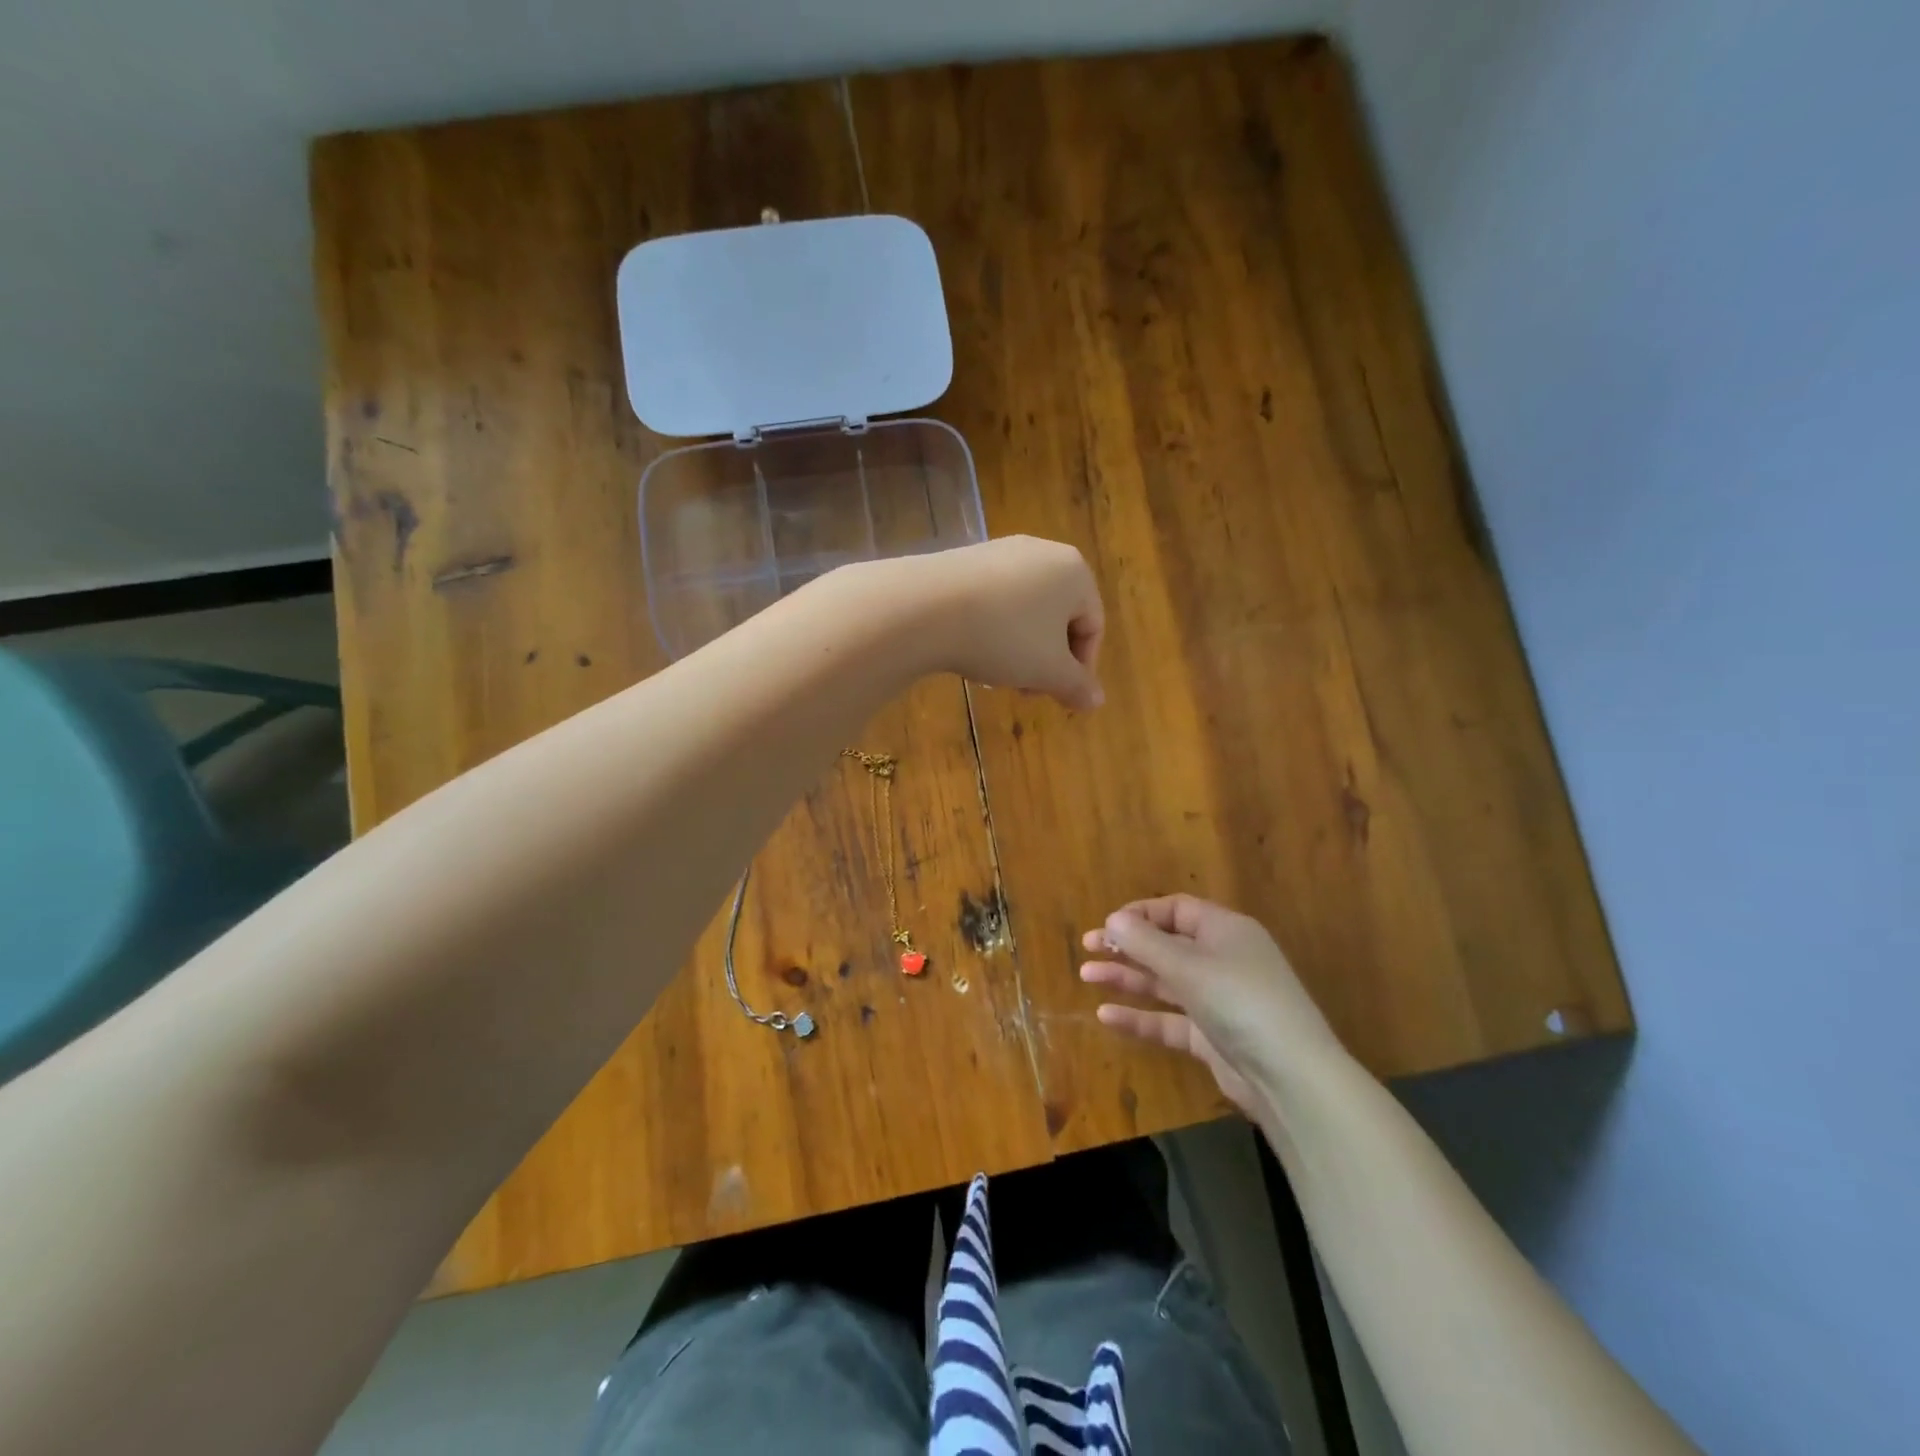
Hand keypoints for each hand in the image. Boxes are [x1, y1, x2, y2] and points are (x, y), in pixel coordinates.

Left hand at [894, 536, 1104, 710]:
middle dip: (1046, 659)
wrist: (925, 607)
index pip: (1092, 625)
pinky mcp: (965, 559)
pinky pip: (992, 600)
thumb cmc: (1004, 638)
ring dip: (1019, 648)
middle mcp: (1042, 552)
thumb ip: (1077, 686)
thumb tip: (1097, 701)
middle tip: (1026, 690)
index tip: (1058, 697)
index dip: (1081, 668)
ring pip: (1023, 611)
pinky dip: (991, 628)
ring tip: (996, 674)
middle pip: (1057, 617)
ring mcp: (1000, 551)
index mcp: (1074, 571)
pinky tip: (971, 650)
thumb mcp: (1048, 671)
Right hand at [1080, 895, 1343, 1120]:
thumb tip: (1112, 919)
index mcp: (1224, 930)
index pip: (1176, 910)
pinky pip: (1170, 1019)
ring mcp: (1218, 1000)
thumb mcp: (1187, 965)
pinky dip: (1141, 1016)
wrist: (1290, 1076)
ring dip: (1127, 977)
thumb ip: (1144, 942)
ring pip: (1165, 982)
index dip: (1140, 914)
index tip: (1106, 925)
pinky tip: (1106, 1015)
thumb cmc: (1238, 1001)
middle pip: (1167, 944)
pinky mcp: (1213, 1036)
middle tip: (1088, 948)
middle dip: (1127, 945)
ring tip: (1086, 975)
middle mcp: (1222, 960)